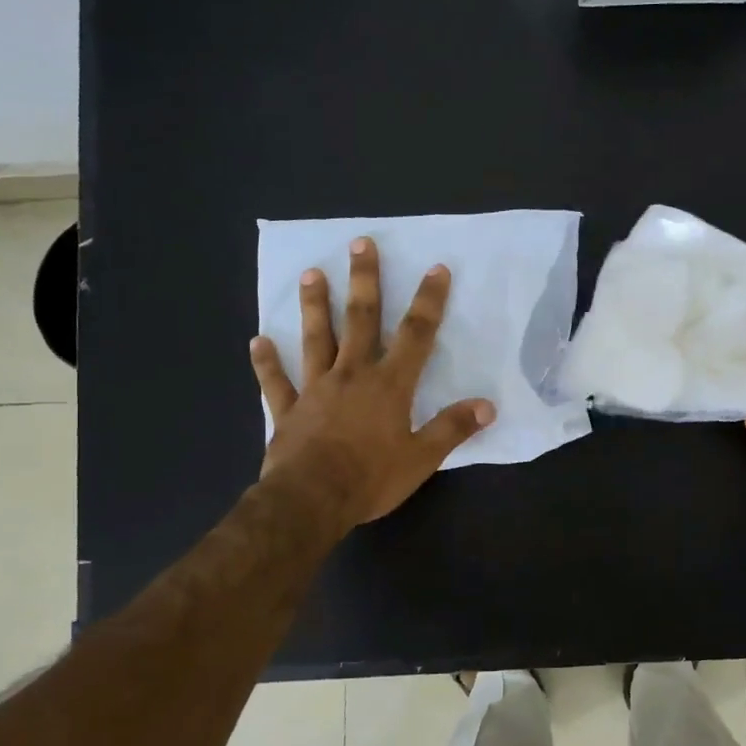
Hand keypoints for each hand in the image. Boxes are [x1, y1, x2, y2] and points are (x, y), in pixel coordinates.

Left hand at [250, 238, 494, 532]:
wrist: (311, 501)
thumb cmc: (371, 478)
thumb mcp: (422, 458)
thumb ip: (453, 428)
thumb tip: (487, 406)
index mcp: (389, 385)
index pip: (416, 335)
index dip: (428, 301)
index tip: (436, 269)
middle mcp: (352, 375)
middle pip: (360, 320)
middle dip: (364, 281)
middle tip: (360, 244)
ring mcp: (315, 389)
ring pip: (315, 339)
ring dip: (314, 306)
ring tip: (311, 274)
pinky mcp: (287, 410)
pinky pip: (276, 382)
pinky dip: (267, 363)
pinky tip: (258, 341)